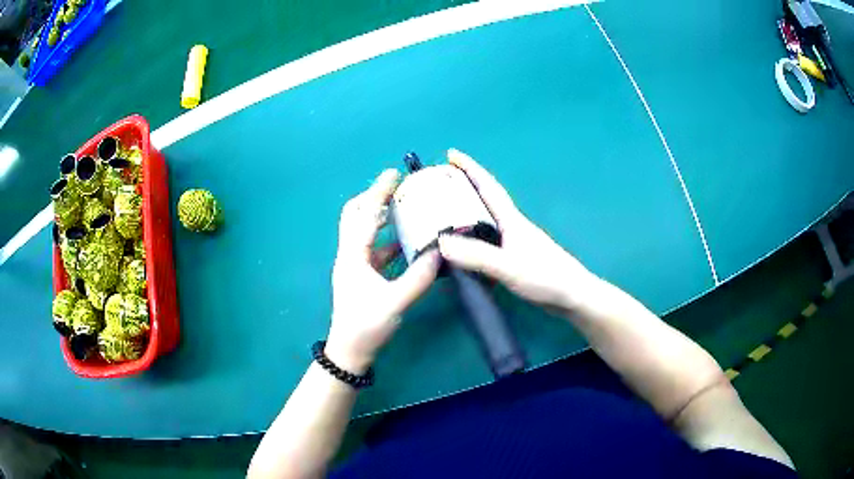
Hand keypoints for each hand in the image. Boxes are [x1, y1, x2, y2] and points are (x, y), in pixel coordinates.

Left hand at [327, 169, 440, 373]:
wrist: (350, 351)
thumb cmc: (366, 326)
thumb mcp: (395, 302)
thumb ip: (419, 277)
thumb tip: (441, 252)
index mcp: (352, 255)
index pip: (364, 215)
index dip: (378, 191)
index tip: (393, 173)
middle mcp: (350, 255)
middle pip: (355, 216)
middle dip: (373, 198)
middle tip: (397, 189)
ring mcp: (356, 266)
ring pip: (366, 232)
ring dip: (382, 217)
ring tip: (405, 208)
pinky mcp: (363, 276)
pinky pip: (376, 250)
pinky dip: (390, 240)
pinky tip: (408, 240)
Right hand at [438, 149, 594, 313]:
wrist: (573, 295)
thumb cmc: (545, 276)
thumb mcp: (508, 266)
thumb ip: (477, 256)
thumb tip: (441, 242)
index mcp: (511, 220)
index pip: (488, 187)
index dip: (470, 169)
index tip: (451, 154)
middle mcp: (512, 226)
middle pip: (486, 199)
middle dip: (465, 186)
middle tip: (441, 183)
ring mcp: (515, 242)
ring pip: (486, 220)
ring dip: (468, 211)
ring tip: (445, 213)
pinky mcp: (516, 257)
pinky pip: (488, 238)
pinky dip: (473, 235)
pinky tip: (466, 246)